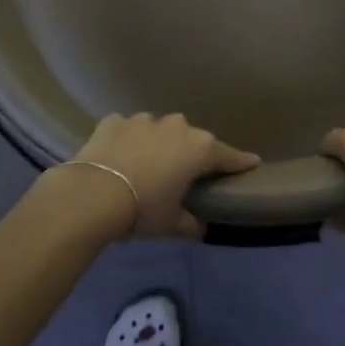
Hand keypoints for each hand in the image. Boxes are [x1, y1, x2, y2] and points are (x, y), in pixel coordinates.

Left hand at [56, 113, 259, 239]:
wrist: (92, 194)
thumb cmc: (143, 209)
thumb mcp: (172, 223)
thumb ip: (190, 223)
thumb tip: (199, 226)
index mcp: (199, 149)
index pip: (228, 156)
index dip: (240, 162)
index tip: (252, 163)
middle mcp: (176, 126)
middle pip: (192, 139)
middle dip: (191, 153)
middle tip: (185, 173)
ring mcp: (144, 120)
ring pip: (159, 130)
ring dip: (158, 144)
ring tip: (147, 166)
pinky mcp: (115, 121)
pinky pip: (128, 129)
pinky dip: (127, 140)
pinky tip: (119, 156)